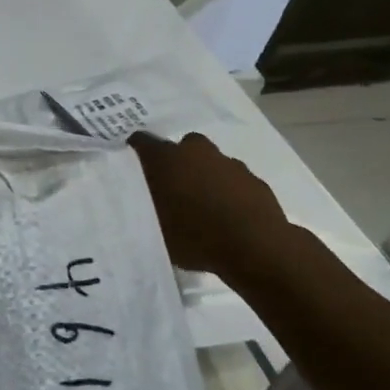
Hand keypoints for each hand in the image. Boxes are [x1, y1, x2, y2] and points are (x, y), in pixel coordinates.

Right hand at [129, 130, 302, 284]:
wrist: (256, 248)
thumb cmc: (195, 237)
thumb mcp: (154, 228)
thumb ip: (144, 207)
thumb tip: (140, 200)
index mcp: (166, 158)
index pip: (141, 142)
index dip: (135, 153)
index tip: (132, 169)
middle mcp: (196, 151)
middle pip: (182, 148)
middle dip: (177, 163)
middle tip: (172, 190)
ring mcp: (229, 163)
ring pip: (211, 163)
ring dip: (205, 177)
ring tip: (203, 208)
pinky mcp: (254, 180)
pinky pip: (234, 181)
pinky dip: (229, 192)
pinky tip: (228, 217)